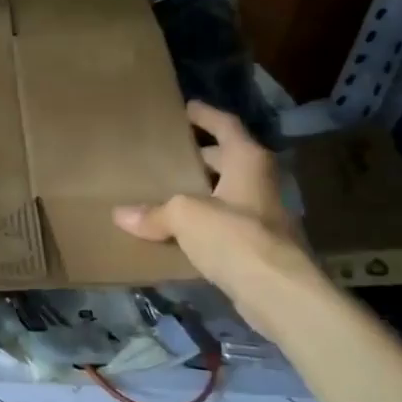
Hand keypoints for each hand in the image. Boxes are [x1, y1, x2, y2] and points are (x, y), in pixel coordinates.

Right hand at [112, 103, 323, 338]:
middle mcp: (261, 183)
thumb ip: (155, 213)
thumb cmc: (235, 236)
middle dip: (200, 157)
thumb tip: (121, 215)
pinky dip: (205, 223)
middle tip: (168, 155)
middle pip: (228, 160)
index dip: (206, 115)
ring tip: (167, 190)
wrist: (280, 294)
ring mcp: (264, 216)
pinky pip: (226, 225)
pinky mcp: (260, 248)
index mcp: (248, 161)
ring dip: (202, 192)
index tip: (186, 107)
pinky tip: (180, 231)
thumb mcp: (185, 216)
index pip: (226, 126)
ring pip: (227, 194)